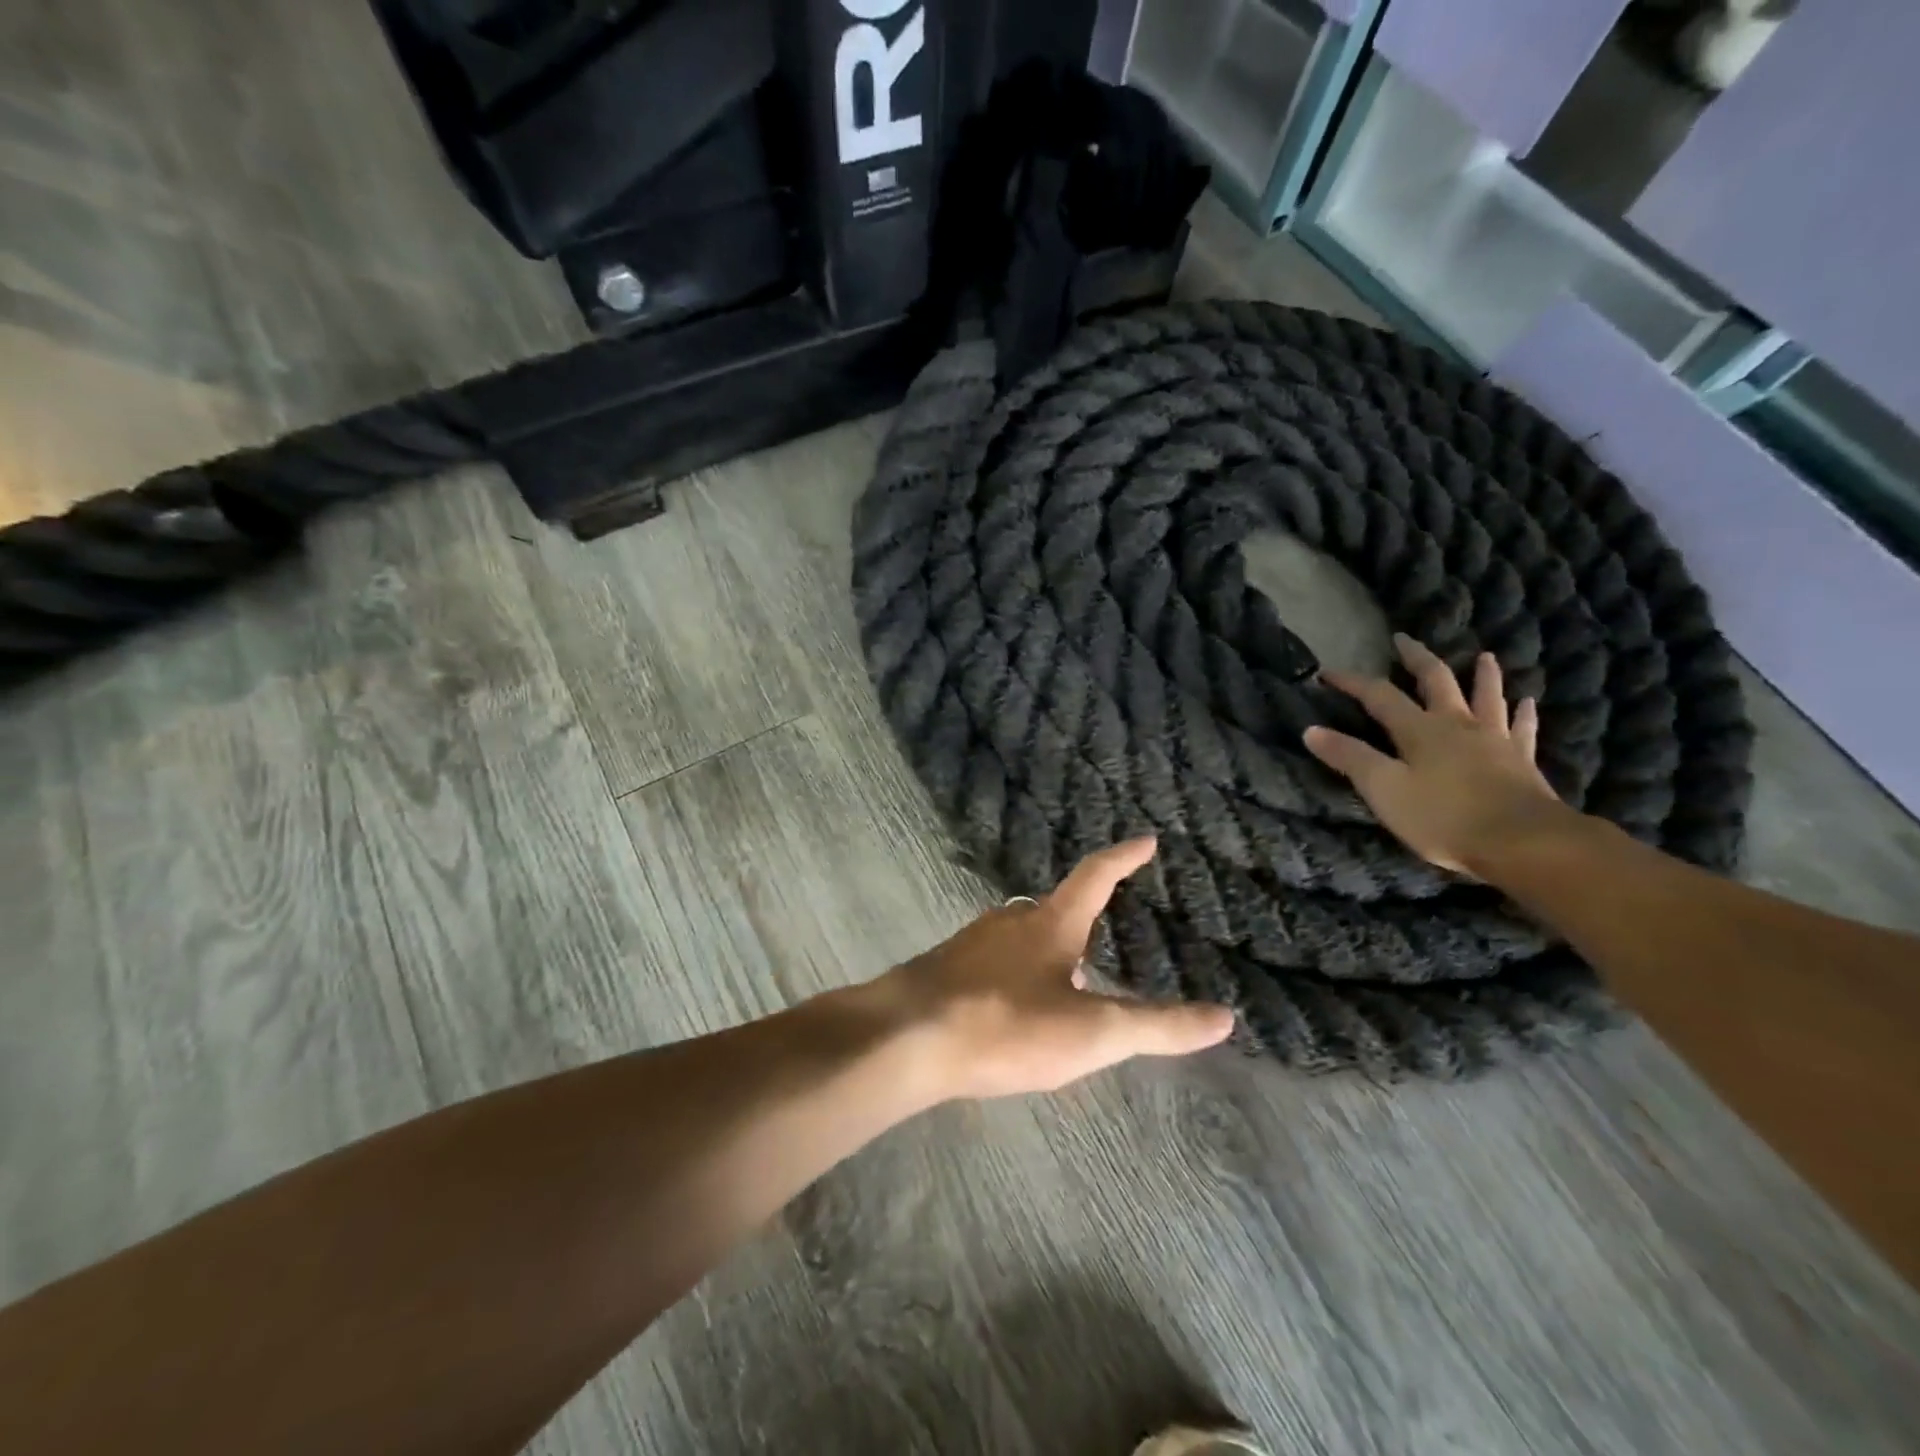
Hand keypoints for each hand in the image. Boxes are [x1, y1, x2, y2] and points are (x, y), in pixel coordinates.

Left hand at [874, 839, 1234, 1099]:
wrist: (905, 1038)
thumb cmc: (1005, 1025)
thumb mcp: (1091, 1033)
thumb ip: (1156, 1027)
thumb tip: (1225, 1017)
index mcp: (1050, 923)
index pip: (1095, 875)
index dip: (1124, 857)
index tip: (1145, 839)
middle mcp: (1009, 920)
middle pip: (1055, 905)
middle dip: (1083, 912)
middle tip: (1107, 926)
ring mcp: (972, 942)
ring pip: (1021, 933)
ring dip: (1048, 944)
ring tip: (1068, 973)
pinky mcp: (945, 969)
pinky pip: (993, 958)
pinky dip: (1016, 969)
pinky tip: (1014, 1003)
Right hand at [1303, 634, 1569, 875]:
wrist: (1523, 843)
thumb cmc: (1443, 817)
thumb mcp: (1383, 790)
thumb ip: (1349, 758)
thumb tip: (1311, 730)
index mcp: (1419, 729)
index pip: (1379, 696)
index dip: (1352, 682)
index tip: (1327, 672)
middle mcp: (1457, 724)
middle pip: (1437, 681)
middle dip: (1416, 659)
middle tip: (1404, 640)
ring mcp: (1495, 740)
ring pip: (1487, 697)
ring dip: (1482, 675)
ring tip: (1483, 657)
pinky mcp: (1522, 761)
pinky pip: (1522, 729)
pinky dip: (1523, 713)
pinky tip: (1527, 703)